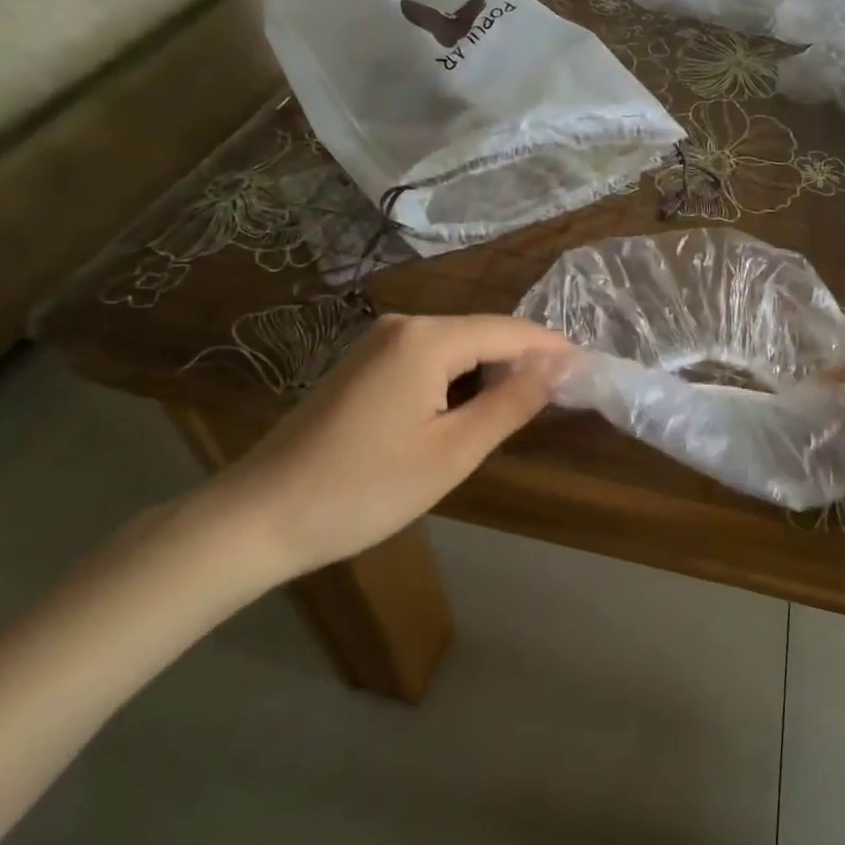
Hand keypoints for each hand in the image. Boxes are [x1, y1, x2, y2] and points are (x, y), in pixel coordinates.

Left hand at [201, 314, 569, 584]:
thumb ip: (513, 402)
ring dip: (490, 373)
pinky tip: (464, 412)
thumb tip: (561, 366)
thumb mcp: (453, 452)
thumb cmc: (363, 488)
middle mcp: (403, 325)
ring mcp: (377, 342)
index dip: (553, 350)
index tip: (589, 372)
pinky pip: (428, 359)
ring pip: (456, 347)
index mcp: (428, 338)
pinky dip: (457, 380)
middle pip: (483, 334)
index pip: (510, 331)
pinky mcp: (362, 364)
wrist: (255, 519)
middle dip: (523, 362)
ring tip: (518, 411)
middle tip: (558, 401)